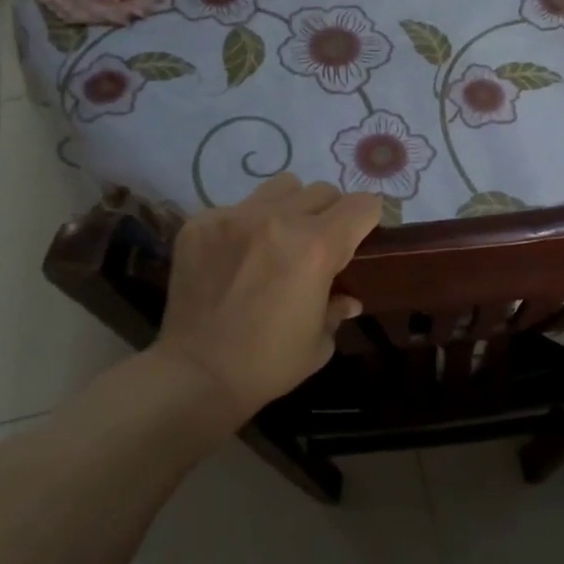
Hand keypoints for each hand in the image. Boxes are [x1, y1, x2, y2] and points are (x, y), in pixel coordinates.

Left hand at [150, 173, 380, 433]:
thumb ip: (337, 308)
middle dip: (331, 215)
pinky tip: (236, 257)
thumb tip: (347, 299)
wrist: (194, 375)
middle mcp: (278, 219)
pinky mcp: (200, 223)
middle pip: (323, 191)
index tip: (360, 239)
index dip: (368, 221)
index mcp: (316, 247)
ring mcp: (234, 216)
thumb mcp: (320, 342)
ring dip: (291, 208)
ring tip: (278, 240)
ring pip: (281, 187)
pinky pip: (238, 207)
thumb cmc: (268, 364)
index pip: (362, 205)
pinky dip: (247, 226)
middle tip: (319, 246)